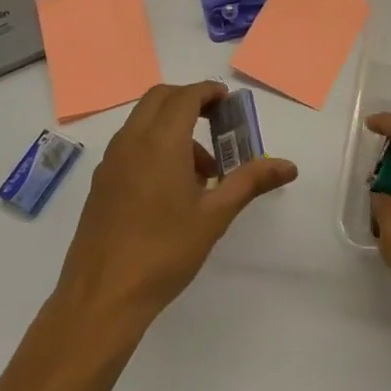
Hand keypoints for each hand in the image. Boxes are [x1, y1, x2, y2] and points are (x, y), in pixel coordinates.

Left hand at [55, 82, 296, 328]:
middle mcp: (131, 141)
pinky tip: (171, 187)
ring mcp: (111, 161)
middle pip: (159, 98)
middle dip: (189, 100)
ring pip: (142, 120)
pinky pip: (130, 144)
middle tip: (216, 122)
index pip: (185, 96)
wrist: (102, 297)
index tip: (228, 102)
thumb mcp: (215, 216)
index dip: (208, 92)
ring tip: (201, 169)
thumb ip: (251, 182)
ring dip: (171, 125)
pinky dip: (153, 144)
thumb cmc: (164, 252)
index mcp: (161, 142)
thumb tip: (289, 166)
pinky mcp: (100, 182)